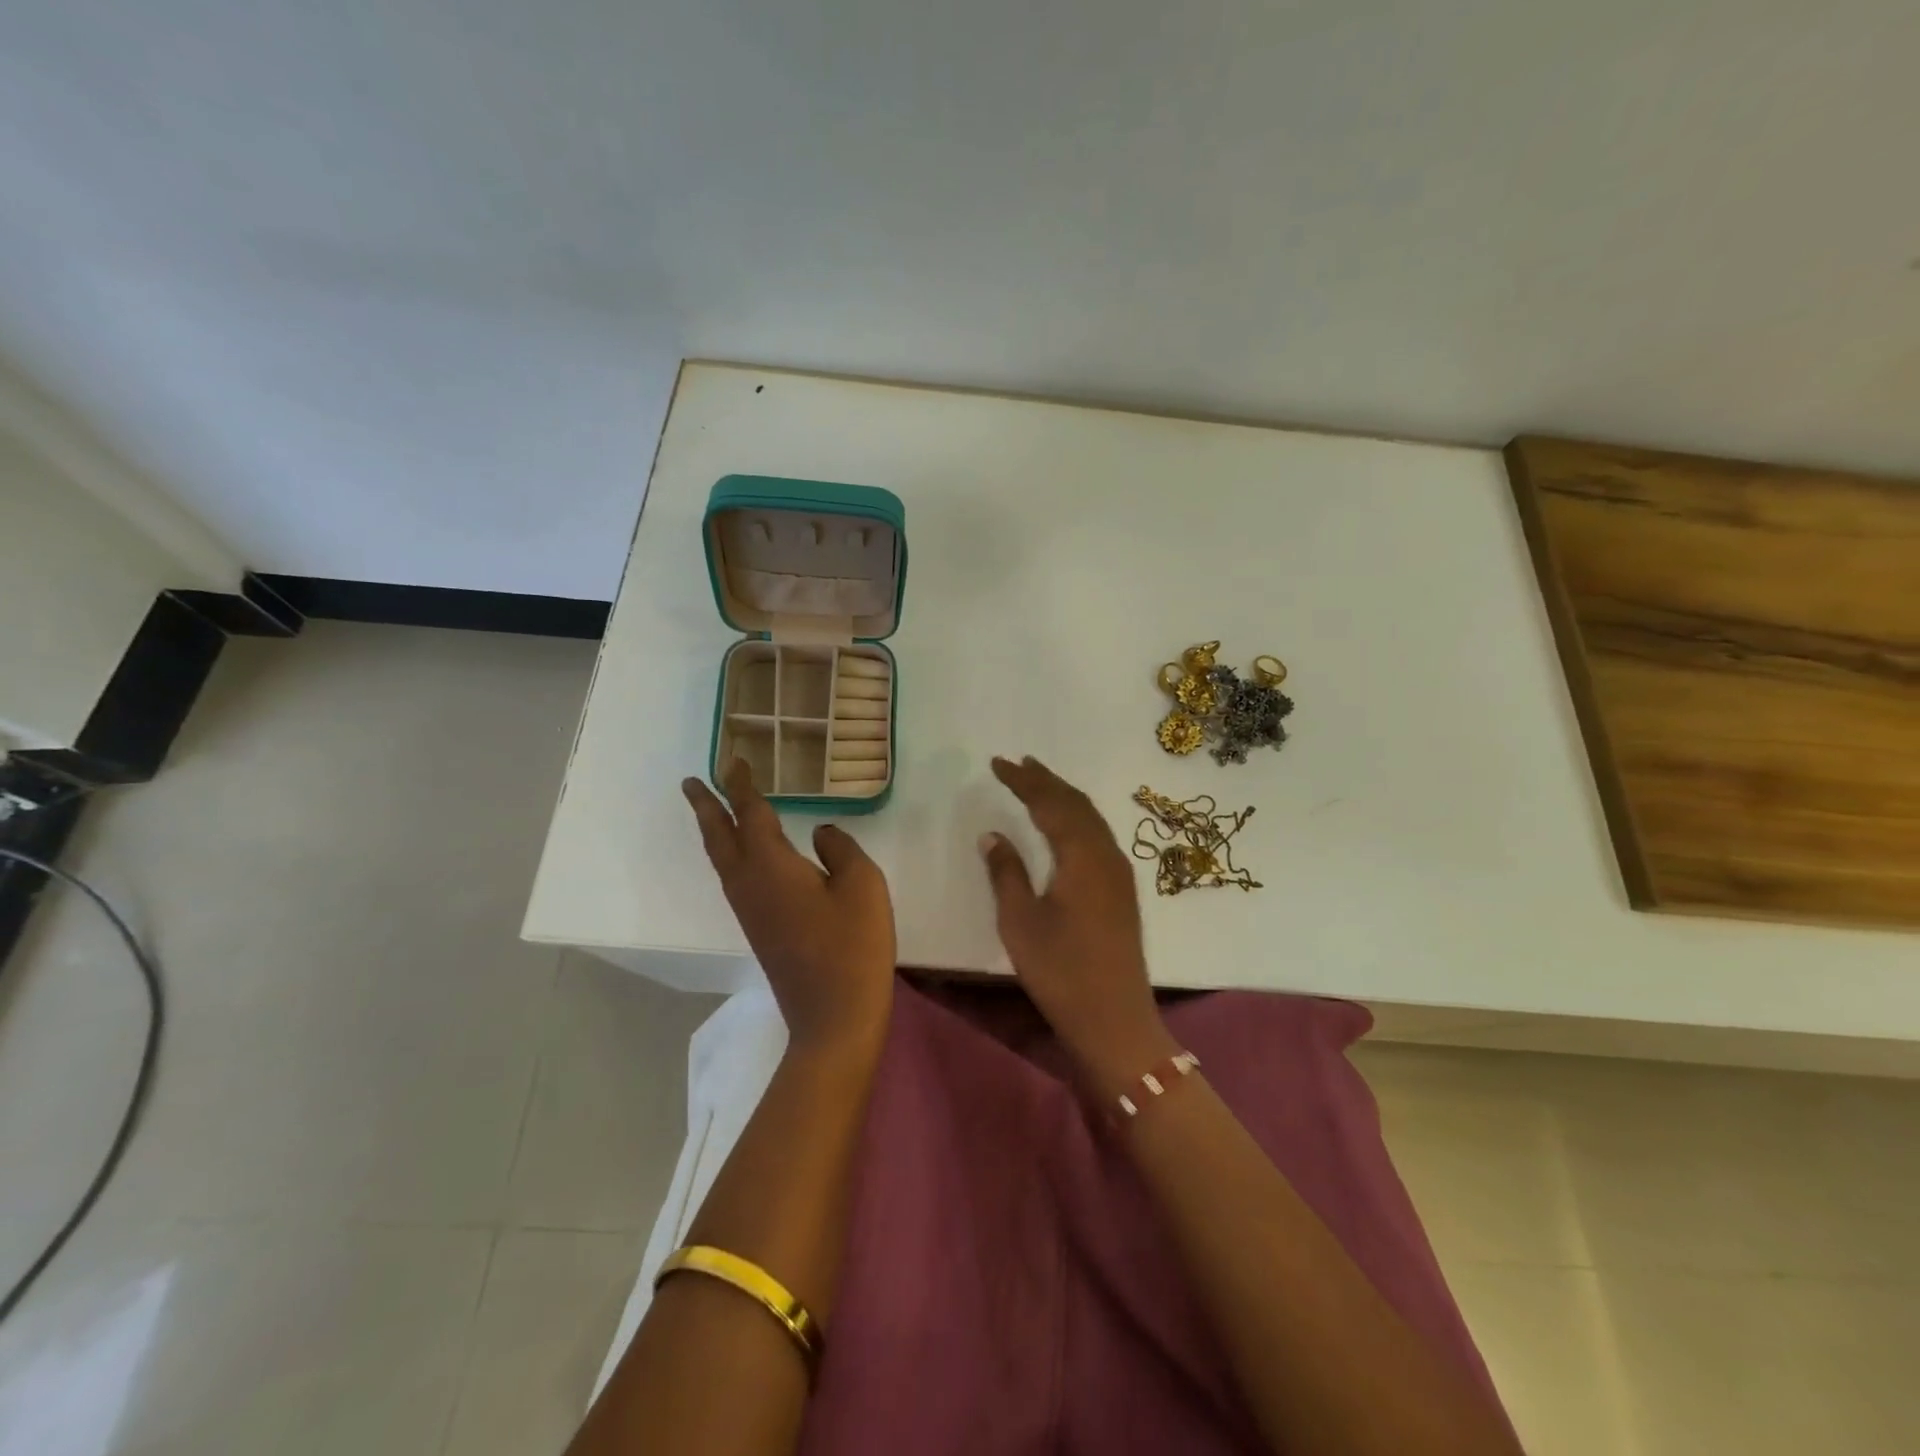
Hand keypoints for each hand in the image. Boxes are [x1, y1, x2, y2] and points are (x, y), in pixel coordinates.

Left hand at [684, 760, 896, 1057]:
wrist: (833, 1017)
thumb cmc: (852, 945)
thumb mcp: (862, 884)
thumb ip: (840, 848)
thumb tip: (819, 834)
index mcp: (770, 866)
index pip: (750, 813)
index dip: (741, 785)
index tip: (734, 761)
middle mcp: (749, 884)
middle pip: (719, 837)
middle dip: (705, 806)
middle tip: (692, 782)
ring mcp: (750, 911)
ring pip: (722, 860)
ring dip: (714, 830)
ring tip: (712, 810)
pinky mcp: (759, 930)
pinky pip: (734, 878)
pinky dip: (730, 854)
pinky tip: (744, 857)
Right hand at [980, 756, 1177, 1094]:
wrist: (1115, 1019)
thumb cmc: (1061, 971)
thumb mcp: (1020, 922)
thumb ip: (1006, 872)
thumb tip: (992, 834)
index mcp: (1081, 856)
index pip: (1050, 803)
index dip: (1023, 781)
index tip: (997, 763)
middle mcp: (1106, 854)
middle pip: (1075, 804)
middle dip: (1046, 780)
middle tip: (1019, 763)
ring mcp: (1119, 872)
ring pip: (1090, 818)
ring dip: (1063, 797)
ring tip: (1039, 782)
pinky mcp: (1121, 890)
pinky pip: (1098, 835)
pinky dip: (1077, 818)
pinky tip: (1065, 824)